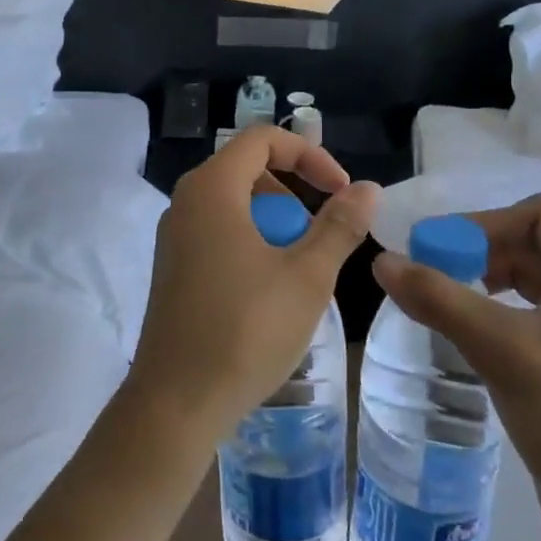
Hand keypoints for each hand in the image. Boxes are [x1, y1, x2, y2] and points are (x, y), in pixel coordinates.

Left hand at [123, 126, 378, 455]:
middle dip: (293, 189)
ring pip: (232, 202)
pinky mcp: (172, 266)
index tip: (341, 191)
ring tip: (300, 264)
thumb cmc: (246, 330)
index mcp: (212, 189)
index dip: (310, 155)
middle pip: (246, 168)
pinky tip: (270, 287)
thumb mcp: (307, 276)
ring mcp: (174, 236)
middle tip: (321, 232)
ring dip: (273, 218)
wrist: (176, 401)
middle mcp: (185, 202)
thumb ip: (340, 226)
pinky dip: (250, 240)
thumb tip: (368, 189)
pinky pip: (216, 231)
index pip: (262, 139)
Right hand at [372, 194, 540, 540]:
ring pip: (533, 276)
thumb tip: (382, 260)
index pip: (538, 213)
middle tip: (432, 277)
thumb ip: (439, 299)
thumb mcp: (501, 350)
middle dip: (480, 252)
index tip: (440, 252)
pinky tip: (473, 334)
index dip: (484, 224)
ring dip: (487, 279)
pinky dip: (500, 309)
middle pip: (533, 241)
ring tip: (447, 303)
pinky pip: (537, 310)